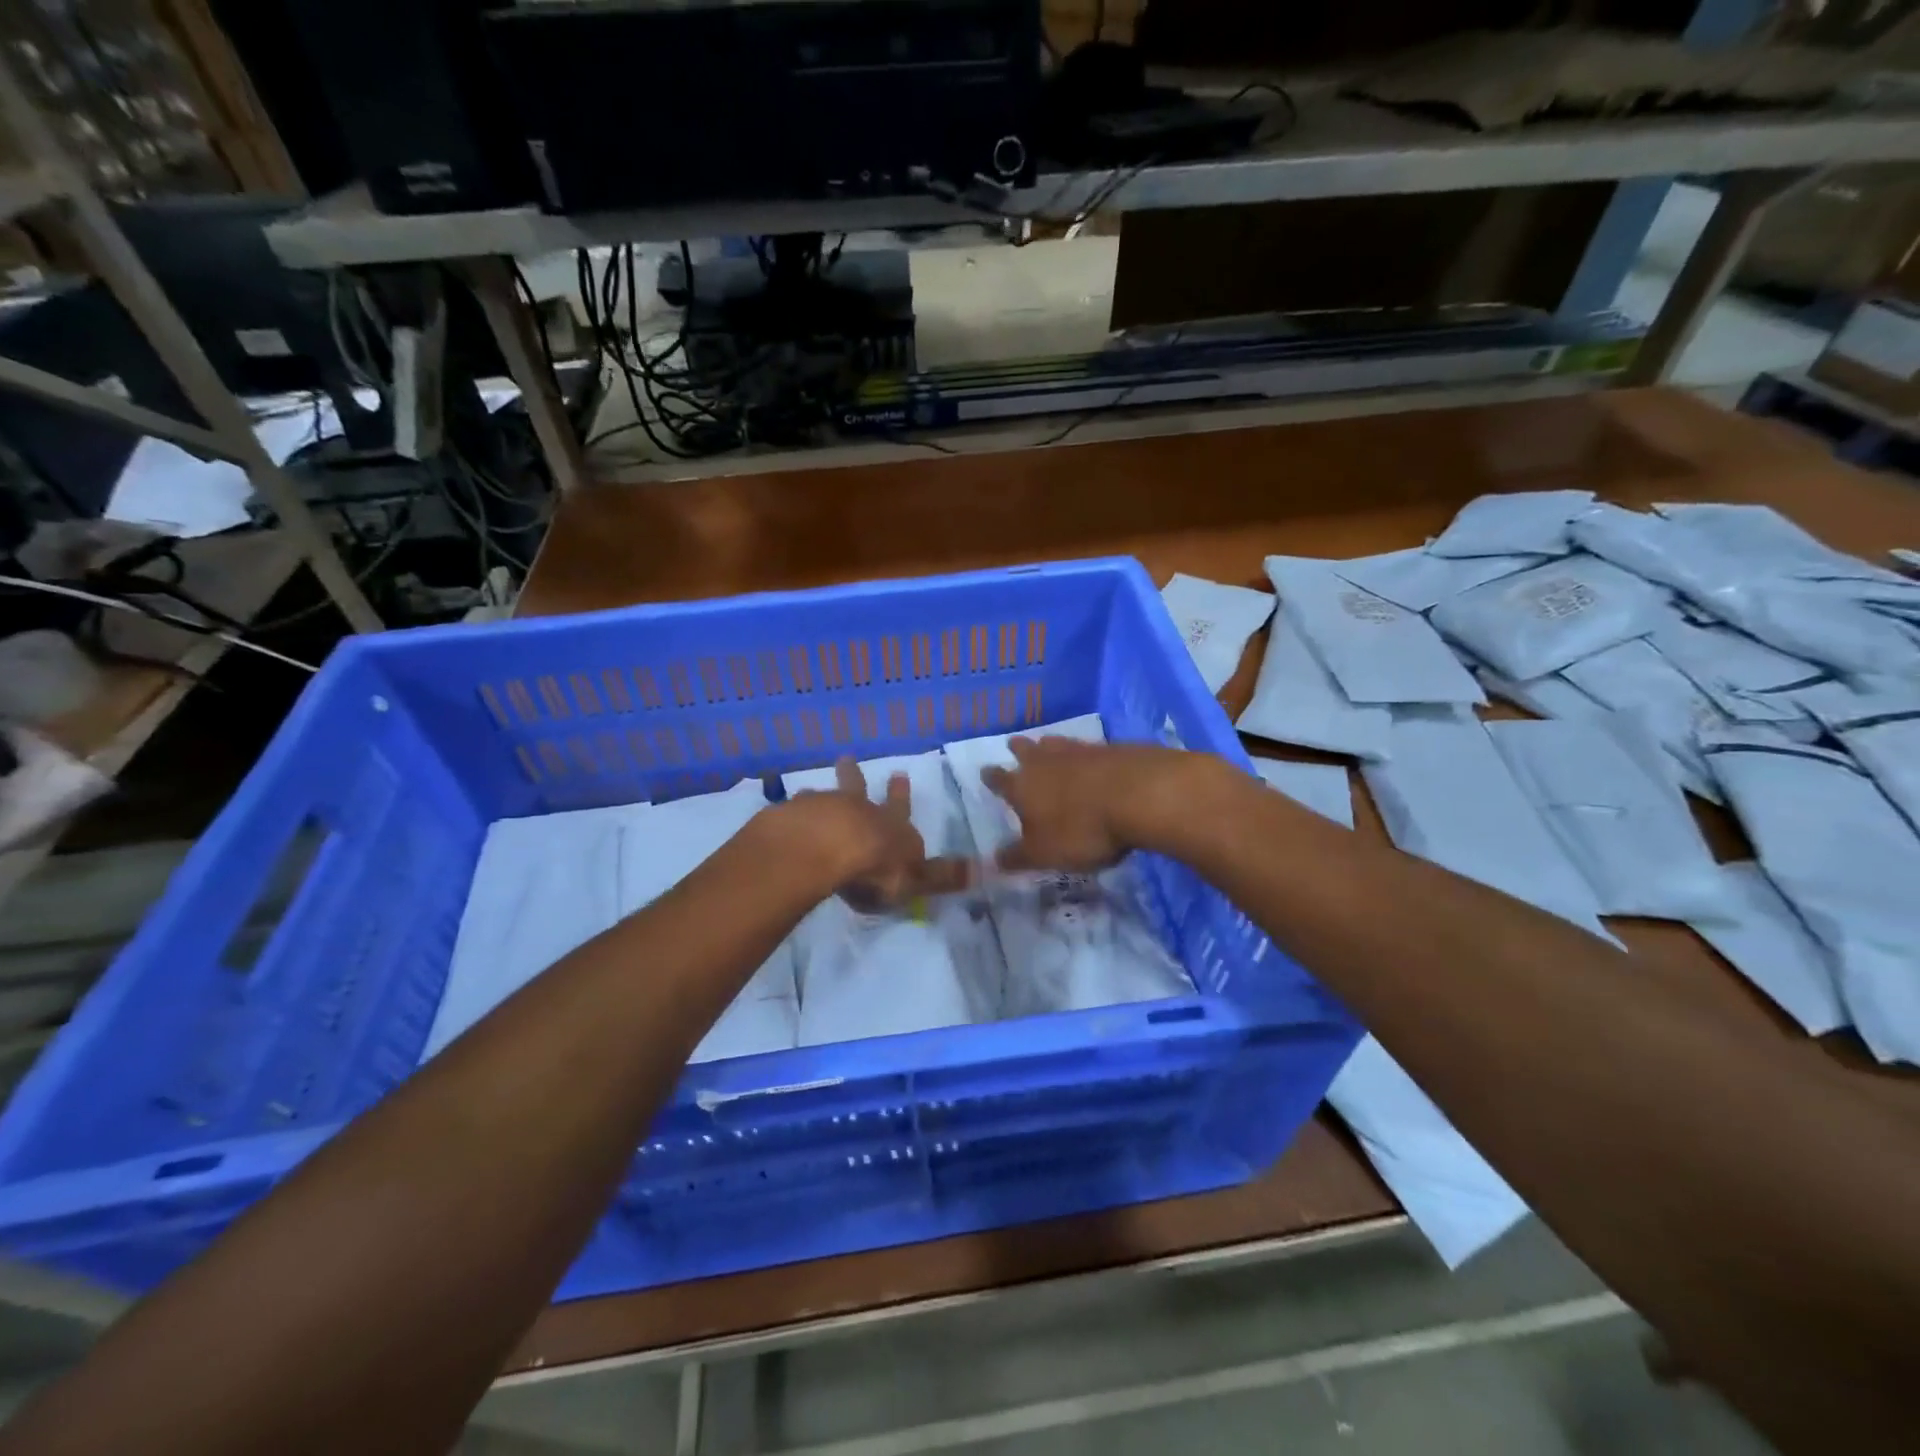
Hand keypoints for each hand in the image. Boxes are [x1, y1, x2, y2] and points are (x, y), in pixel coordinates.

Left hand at [791, 758, 971, 912]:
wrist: (828, 847)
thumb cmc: (876, 867)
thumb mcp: (916, 877)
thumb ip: (942, 876)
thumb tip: (983, 871)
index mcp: (891, 826)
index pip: (900, 811)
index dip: (900, 798)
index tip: (899, 776)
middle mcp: (859, 811)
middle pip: (858, 790)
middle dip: (856, 777)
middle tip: (847, 759)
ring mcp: (823, 810)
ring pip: (826, 797)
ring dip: (823, 794)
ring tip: (812, 788)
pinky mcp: (794, 818)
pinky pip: (794, 811)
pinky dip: (793, 811)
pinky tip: (785, 812)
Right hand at [980, 737, 1208, 872]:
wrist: (1139, 795)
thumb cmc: (1081, 830)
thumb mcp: (1044, 854)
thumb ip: (1018, 857)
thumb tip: (991, 862)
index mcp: (1023, 786)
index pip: (1000, 780)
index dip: (992, 778)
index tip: (986, 772)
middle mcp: (1046, 762)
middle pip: (1027, 751)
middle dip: (1019, 750)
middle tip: (1015, 745)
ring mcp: (1080, 751)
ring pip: (1057, 744)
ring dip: (1050, 746)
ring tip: (1047, 744)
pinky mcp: (1112, 749)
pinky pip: (1089, 749)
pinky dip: (1084, 754)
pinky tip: (1091, 759)